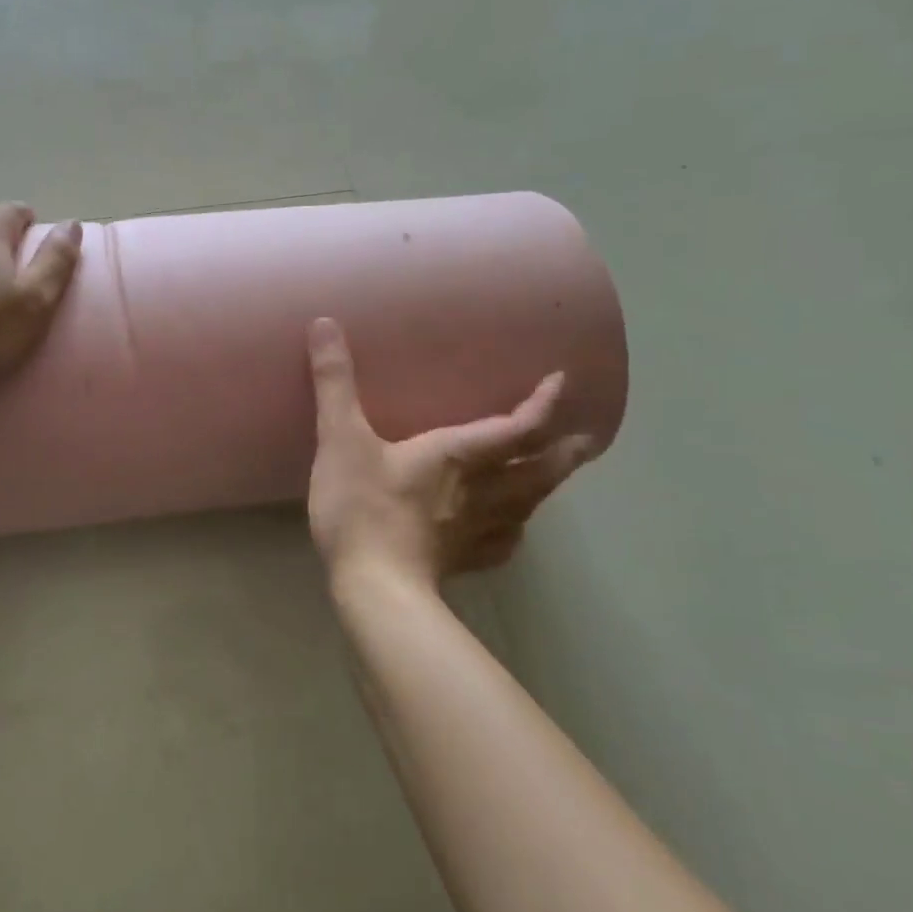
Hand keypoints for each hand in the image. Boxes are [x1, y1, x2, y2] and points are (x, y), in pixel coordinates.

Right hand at [306, 317, 595, 591]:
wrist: (373, 588)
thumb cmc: (361, 507)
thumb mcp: (340, 438)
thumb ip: (335, 383)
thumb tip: (325, 323)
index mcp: (458, 455)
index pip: (517, 427)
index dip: (542, 404)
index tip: (562, 382)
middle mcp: (480, 490)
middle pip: (537, 469)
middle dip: (564, 451)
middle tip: (587, 440)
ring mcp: (476, 531)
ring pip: (528, 504)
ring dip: (548, 486)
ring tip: (558, 474)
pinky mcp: (463, 561)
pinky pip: (504, 542)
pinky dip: (516, 530)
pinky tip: (513, 531)